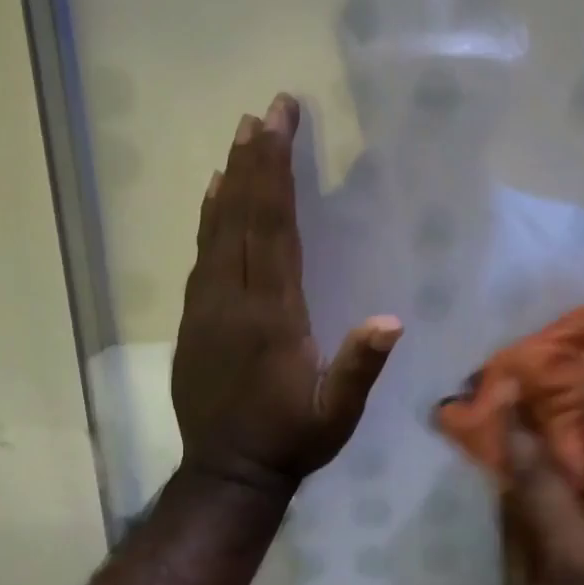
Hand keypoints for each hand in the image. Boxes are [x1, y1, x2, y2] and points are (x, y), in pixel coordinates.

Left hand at [172, 95, 401, 494]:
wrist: (226, 474)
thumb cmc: (290, 440)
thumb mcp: (336, 415)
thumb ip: (358, 367)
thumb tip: (391, 319)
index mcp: (271, 315)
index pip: (272, 228)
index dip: (276, 172)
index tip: (280, 124)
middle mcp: (232, 299)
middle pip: (241, 215)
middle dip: (255, 159)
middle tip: (265, 110)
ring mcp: (206, 306)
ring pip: (216, 228)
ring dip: (231, 178)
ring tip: (241, 135)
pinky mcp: (193, 318)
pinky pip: (201, 253)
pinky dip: (209, 215)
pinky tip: (214, 192)